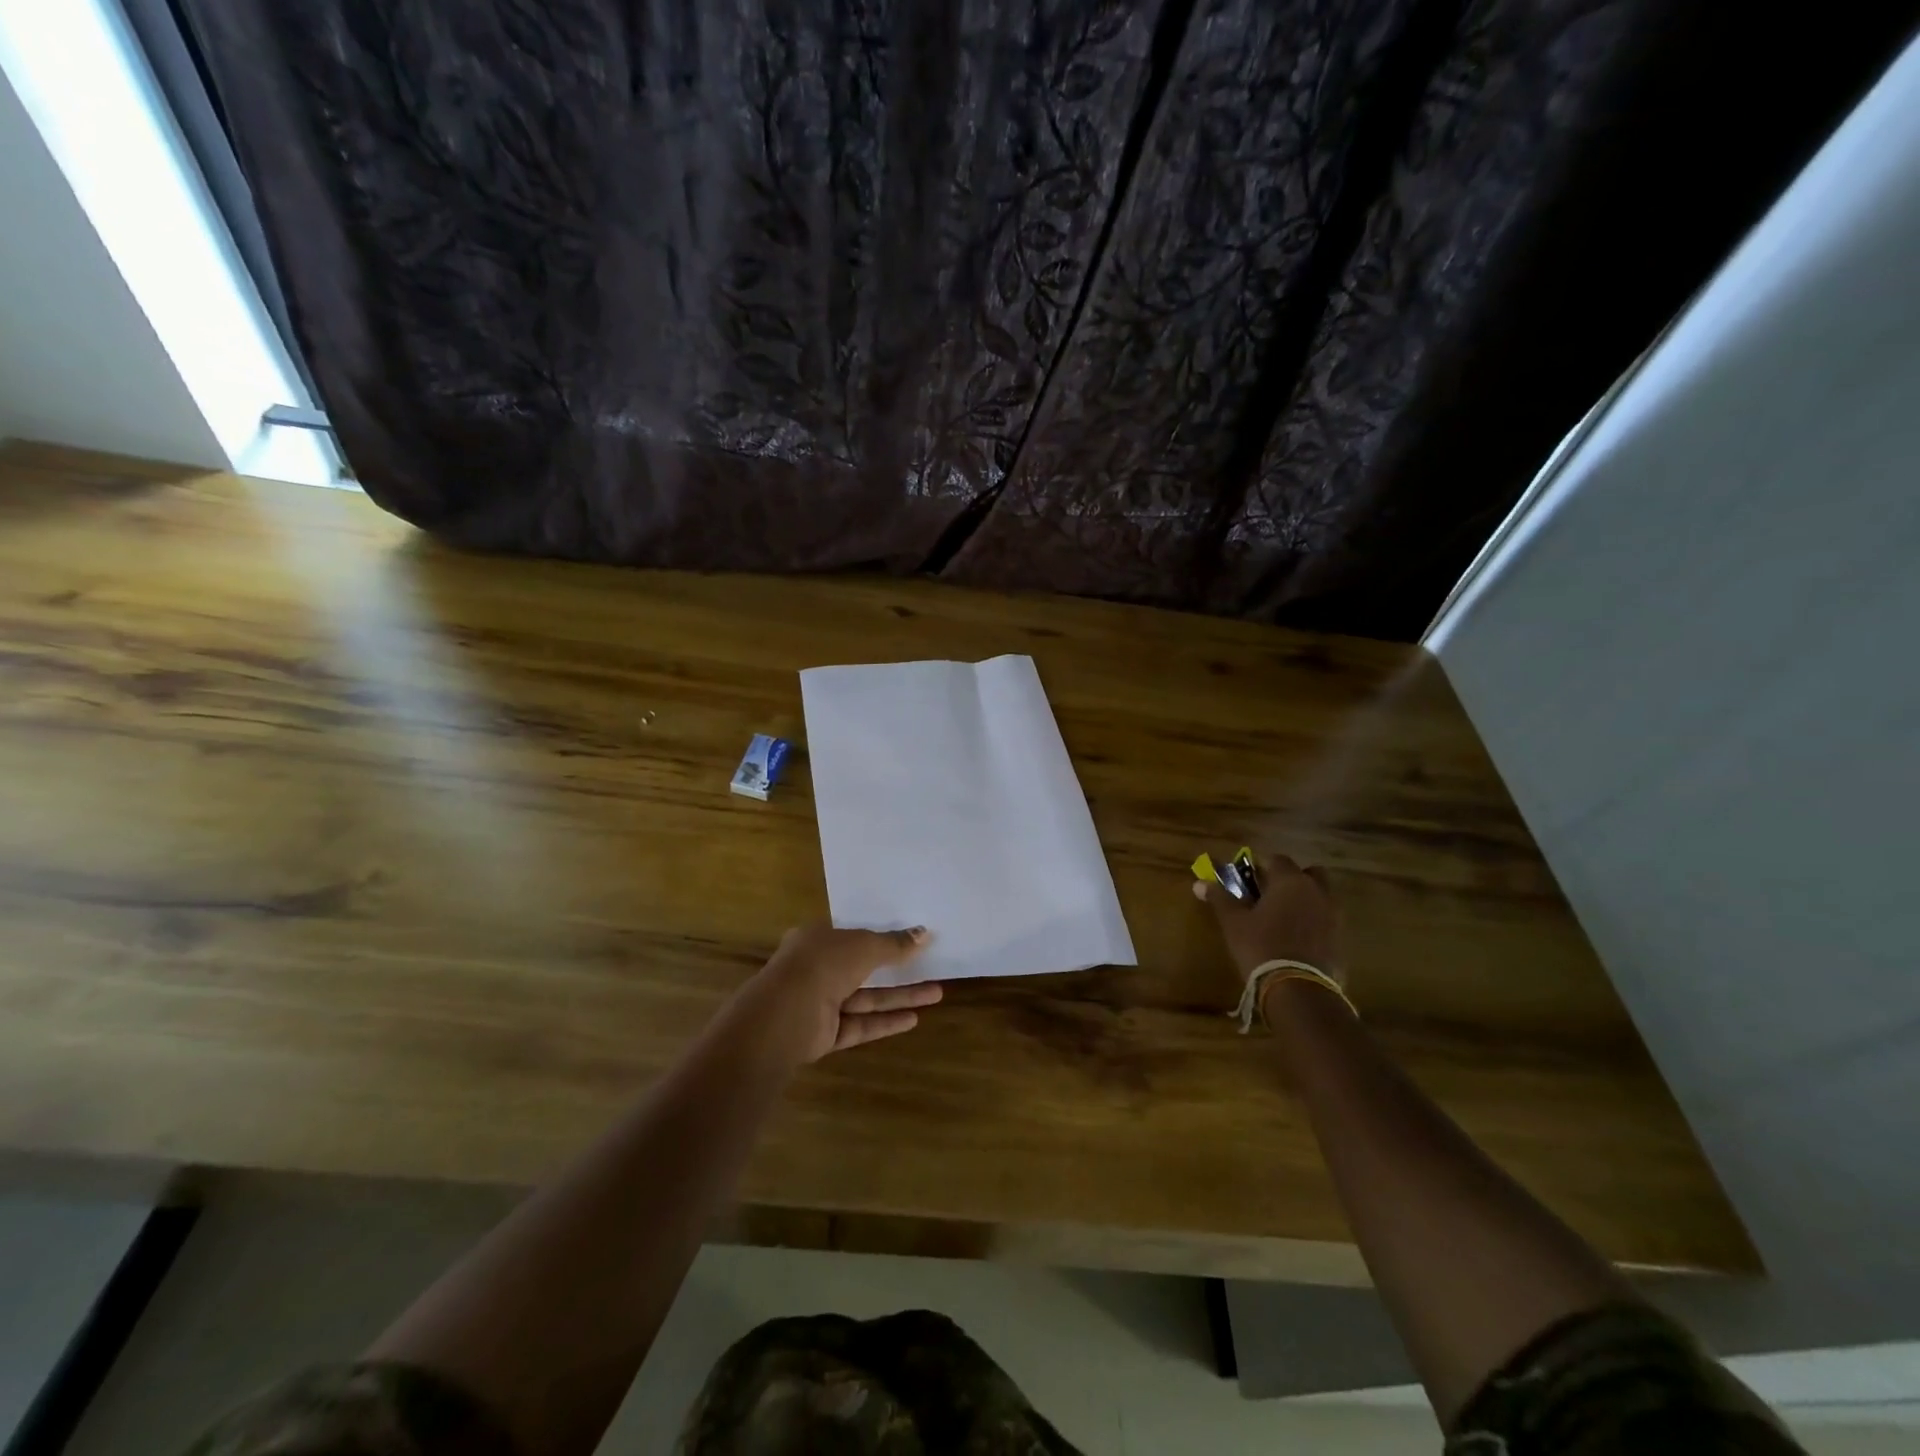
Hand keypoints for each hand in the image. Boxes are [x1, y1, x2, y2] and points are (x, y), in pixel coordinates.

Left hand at [736, 924, 941, 1065]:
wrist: (785, 1014)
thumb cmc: (822, 963)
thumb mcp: (864, 945)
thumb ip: (894, 943)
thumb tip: (924, 934)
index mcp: (816, 940)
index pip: (850, 935)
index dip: (877, 935)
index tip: (906, 937)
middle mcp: (816, 969)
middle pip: (862, 968)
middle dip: (896, 968)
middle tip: (930, 966)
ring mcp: (820, 1004)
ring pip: (865, 998)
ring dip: (898, 996)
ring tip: (936, 993)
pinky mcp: (825, 1034)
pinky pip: (860, 1024)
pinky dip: (885, 1022)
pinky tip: (914, 1019)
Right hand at [1193, 851, 1343, 986]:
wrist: (1299, 990)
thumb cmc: (1261, 946)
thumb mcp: (1233, 922)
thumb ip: (1219, 898)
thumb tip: (1199, 883)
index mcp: (1290, 881)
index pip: (1276, 859)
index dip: (1261, 866)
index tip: (1248, 880)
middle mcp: (1317, 892)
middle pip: (1308, 874)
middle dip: (1291, 880)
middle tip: (1270, 896)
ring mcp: (1334, 916)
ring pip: (1320, 897)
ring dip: (1305, 901)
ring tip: (1283, 920)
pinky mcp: (1341, 939)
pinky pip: (1326, 921)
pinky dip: (1314, 923)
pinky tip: (1297, 940)